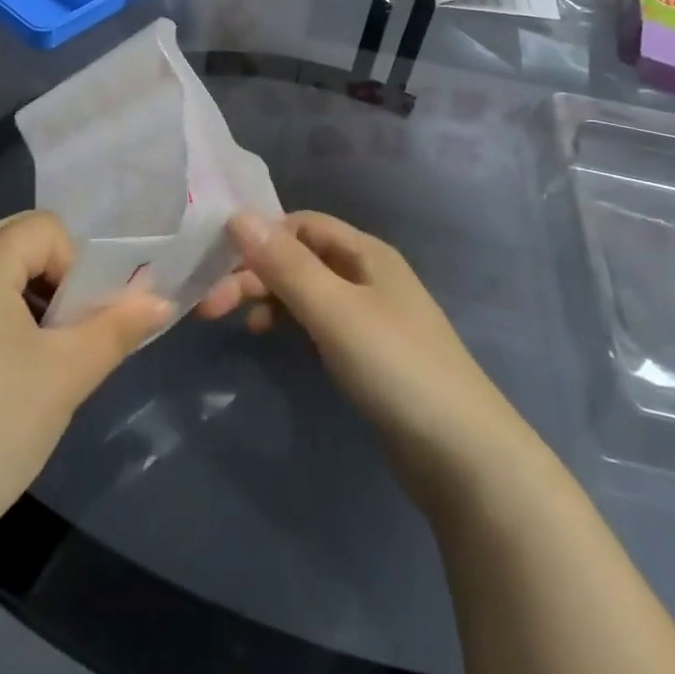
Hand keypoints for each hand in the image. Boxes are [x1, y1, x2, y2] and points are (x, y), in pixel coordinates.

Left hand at [0, 211, 169, 543]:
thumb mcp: (68, 373)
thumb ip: (118, 327)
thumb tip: (163, 301)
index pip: (45, 228)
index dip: (74, 264)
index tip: (77, 320)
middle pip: (18, 240)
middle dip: (55, 275)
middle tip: (69, 327)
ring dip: (31, 293)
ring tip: (46, 348)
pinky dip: (4, 310)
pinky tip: (13, 364)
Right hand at [200, 211, 531, 511]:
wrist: (464, 457)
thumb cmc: (395, 367)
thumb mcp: (334, 309)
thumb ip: (285, 264)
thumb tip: (236, 216)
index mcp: (366, 253)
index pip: (301, 224)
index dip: (259, 235)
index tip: (216, 260)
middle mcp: (367, 275)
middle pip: (299, 258)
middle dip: (255, 273)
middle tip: (210, 304)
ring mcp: (369, 317)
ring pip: (305, 291)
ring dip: (267, 297)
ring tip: (233, 321)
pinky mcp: (368, 355)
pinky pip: (317, 323)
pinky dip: (288, 323)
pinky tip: (268, 337)